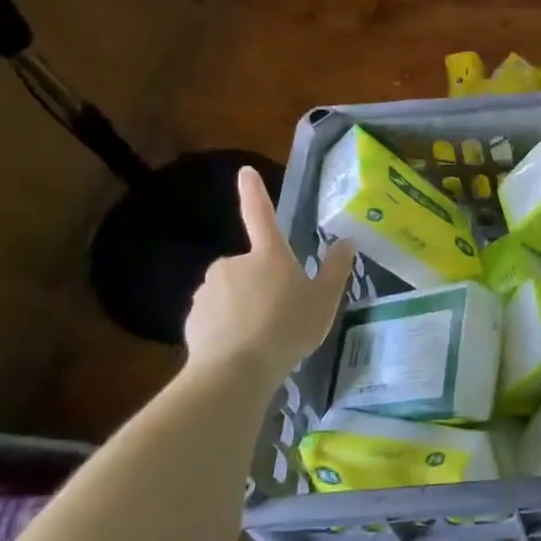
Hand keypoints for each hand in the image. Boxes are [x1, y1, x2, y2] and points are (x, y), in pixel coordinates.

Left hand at [185, 168, 356, 373]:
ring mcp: (210, 288)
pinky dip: (226, 324)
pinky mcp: (193, 315)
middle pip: (251, 265)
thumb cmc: (288, 327)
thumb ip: (336, 269)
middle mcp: (234, 262)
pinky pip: (215, 314)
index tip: (245, 171)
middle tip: (282, 312)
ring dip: (244, 304)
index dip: (254, 192)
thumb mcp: (325, 299)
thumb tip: (346, 241)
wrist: (236, 369)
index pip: (261, 215)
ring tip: (263, 335)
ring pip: (232, 290)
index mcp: (268, 254)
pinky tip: (240, 346)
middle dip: (262, 282)